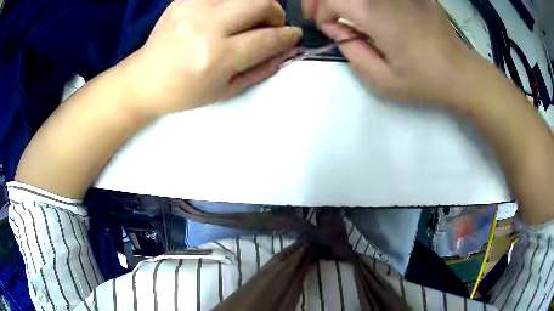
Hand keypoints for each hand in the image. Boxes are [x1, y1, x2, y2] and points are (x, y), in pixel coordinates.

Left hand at [122, 0, 301, 116]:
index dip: (288, 36)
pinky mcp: (183, 0)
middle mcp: (206, 26)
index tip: (293, 36)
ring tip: (249, 19)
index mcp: (216, 57)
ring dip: (255, 4)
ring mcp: (192, 8)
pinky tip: (227, 13)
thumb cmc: (184, 93)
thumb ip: (261, 69)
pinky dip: (232, 2)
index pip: (267, 38)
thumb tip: (287, 50)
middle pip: (260, 3)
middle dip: (276, 13)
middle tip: (271, 26)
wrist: (144, 80)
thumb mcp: (225, 91)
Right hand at [302, 0, 489, 109]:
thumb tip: (338, 30)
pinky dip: (372, 2)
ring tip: (350, 15)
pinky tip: (376, 11)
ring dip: (349, 1)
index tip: (331, 30)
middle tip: (328, 15)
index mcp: (375, 14)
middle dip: (326, 0)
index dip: (322, 13)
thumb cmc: (425, 81)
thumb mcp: (383, 82)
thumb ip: (351, 52)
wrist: (461, 73)